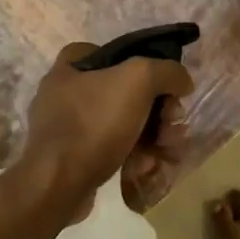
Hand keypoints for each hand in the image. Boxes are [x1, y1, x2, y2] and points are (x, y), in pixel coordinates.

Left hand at [17, 43, 194, 218]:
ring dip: (152, 137)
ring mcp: (67, 129)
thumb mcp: (139, 80)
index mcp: (71, 67)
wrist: (57, 185)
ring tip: (168, 151)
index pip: (113, 53)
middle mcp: (65, 94)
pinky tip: (147, 167)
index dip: (143, 64)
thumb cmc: (94, 123)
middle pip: (126, 92)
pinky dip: (133, 156)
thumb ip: (167, 71)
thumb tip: (182, 82)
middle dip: (158, 111)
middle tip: (173, 125)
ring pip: (123, 124)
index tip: (161, 85)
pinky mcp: (72, 160)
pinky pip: (111, 150)